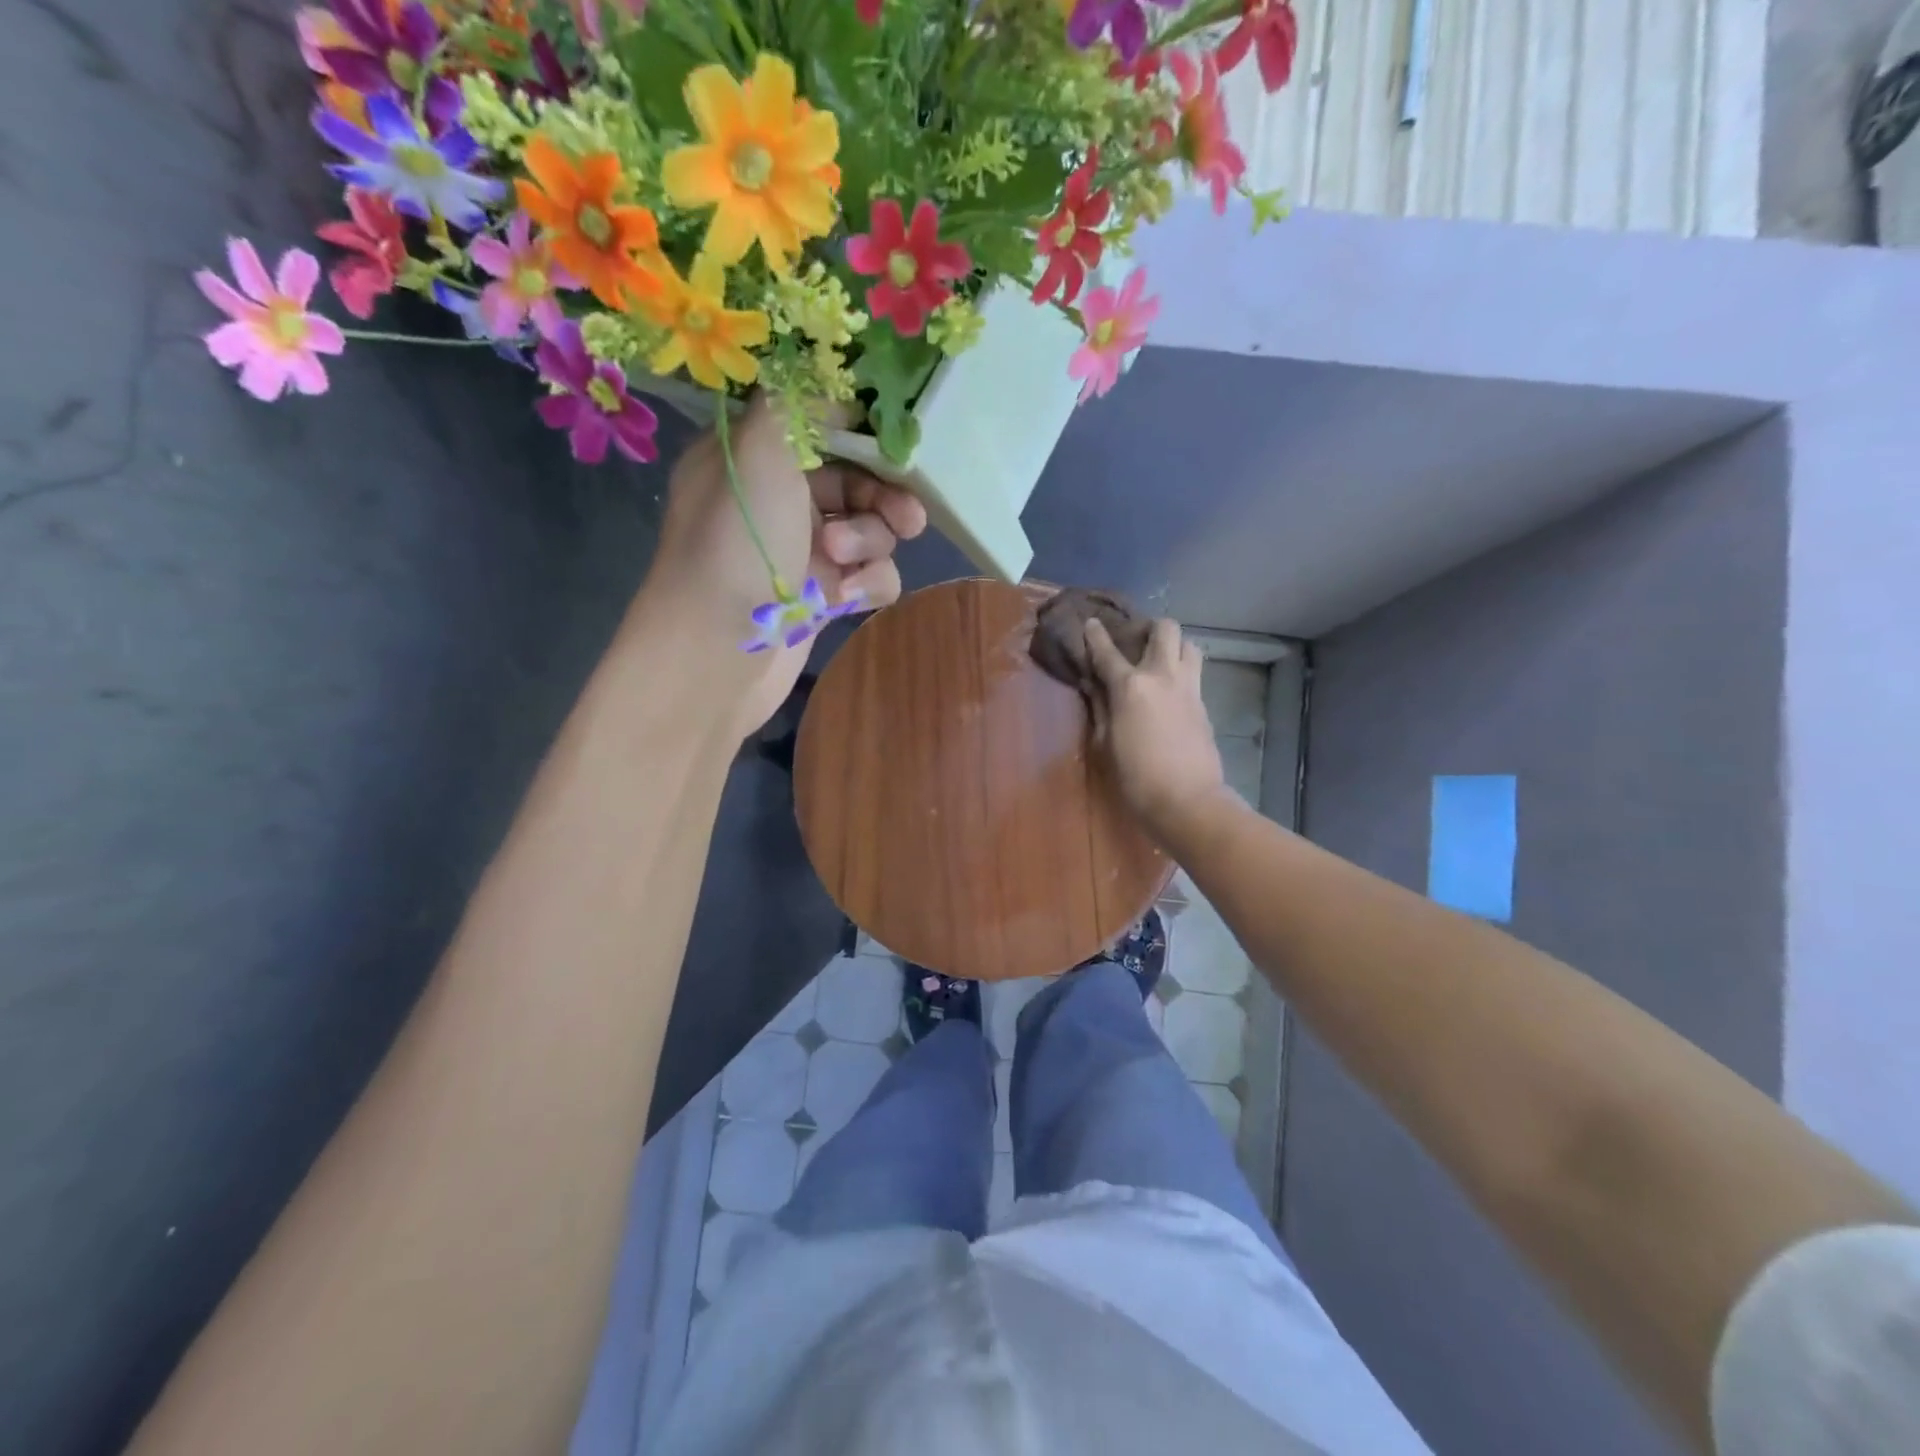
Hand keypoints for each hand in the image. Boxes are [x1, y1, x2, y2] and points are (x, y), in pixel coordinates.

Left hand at [636, 396, 927, 736]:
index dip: (864, 431)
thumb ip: (797, 404)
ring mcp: (803, 550)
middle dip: (883, 497)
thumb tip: (830, 378)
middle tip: (905, 516)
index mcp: (755, 456)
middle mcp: (780, 498)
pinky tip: (846, 600)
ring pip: (871, 530)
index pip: (820, 423)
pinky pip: (871, 577)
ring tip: (840, 563)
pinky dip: (867, 585)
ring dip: (869, 543)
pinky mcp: (822, 597)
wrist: (716, 654)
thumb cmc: (735, 545)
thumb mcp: (761, 453)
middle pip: (858, 479)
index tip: (898, 441)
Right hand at [1084, 617, 1226, 838]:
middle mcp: (1163, 676)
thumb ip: (1100, 708)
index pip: (1108, 652)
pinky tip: (1170, 692)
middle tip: (1138, 641)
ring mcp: (1189, 689)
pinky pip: (1195, 675)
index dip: (1096, 635)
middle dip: (1150, 628)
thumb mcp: (1106, 743)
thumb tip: (1094, 686)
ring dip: (1174, 646)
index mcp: (1131, 686)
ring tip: (1160, 661)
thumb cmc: (1136, 777)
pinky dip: (1182, 673)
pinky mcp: (1205, 705)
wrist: (1188, 801)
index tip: (1091, 623)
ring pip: (1189, 645)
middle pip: (1165, 629)